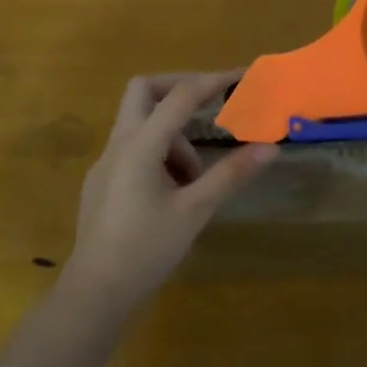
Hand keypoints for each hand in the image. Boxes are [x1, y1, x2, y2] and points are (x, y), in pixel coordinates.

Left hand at [69, 73, 279, 299]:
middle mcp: (118, 144)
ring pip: (140, 123)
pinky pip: (133, 149)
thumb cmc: (146, 249)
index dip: (212, 80)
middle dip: (180, 89)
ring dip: (173, 135)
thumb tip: (271, 147)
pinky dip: (159, 154)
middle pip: (144, 91)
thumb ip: (231, 174)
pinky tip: (174, 192)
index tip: (241, 75)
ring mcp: (106, 163)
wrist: (96, 291)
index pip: (180, 96)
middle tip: (210, 105)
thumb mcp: (195, 210)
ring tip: (196, 178)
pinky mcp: (102, 182)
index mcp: (140, 145)